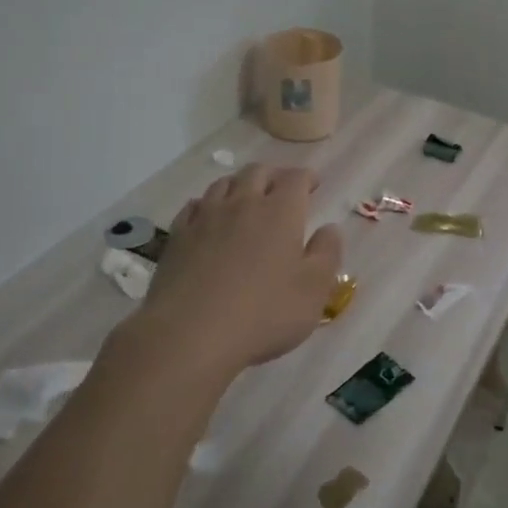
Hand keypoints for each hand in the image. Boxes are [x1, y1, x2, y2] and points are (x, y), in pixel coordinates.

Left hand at [132, 164, 343, 381]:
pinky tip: (208, 216)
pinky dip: (207, 204)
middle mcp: (242, 204)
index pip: (295, 178)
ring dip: (240, 184)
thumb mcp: (313, 290)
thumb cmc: (263, 313)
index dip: (307, 177)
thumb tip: (330, 228)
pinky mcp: (177, 236)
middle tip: (282, 188)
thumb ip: (327, 254)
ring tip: (246, 197)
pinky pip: (194, 206)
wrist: (189, 334)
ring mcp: (206, 218)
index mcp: (280, 212)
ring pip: (223, 183)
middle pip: (257, 172)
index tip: (314, 184)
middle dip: (274, 175)